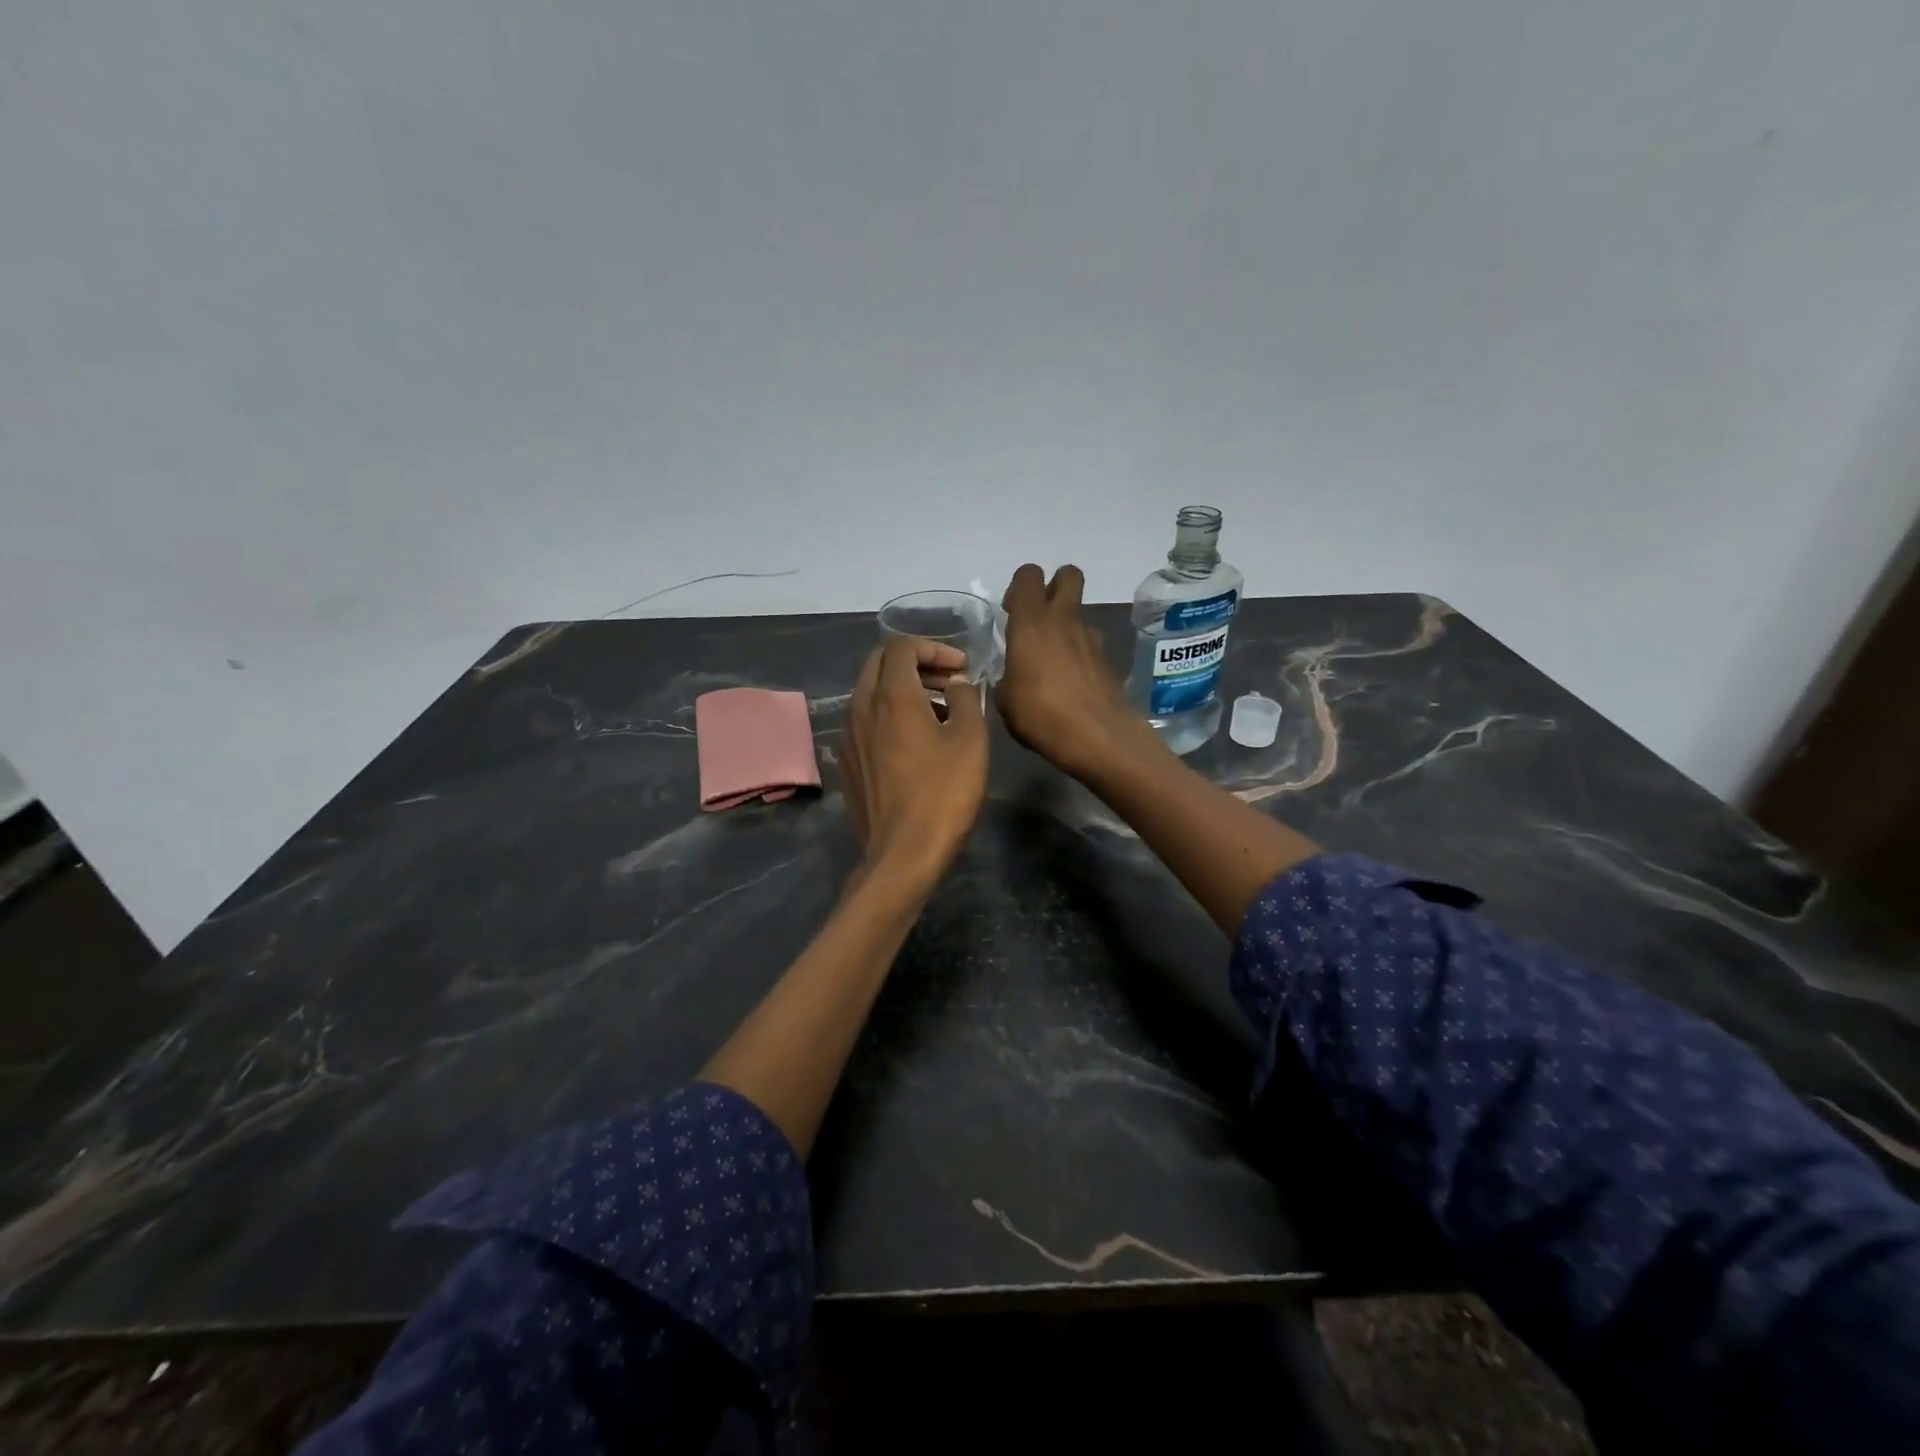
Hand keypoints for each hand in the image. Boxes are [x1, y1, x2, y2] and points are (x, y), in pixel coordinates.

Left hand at [842, 637, 989, 877]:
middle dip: (917, 663)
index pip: (902, 646)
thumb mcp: (970, 739)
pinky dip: (889, 716)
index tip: (962, 669)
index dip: (935, 648)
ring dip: (903, 690)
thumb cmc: (943, 792)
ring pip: (871, 693)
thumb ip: (964, 698)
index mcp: (890, 695)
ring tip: (939, 712)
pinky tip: (914, 743)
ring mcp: (847, 736)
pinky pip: (865, 722)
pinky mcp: (846, 762)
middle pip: (881, 663)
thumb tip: (955, 683)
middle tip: (949, 682)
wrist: (903, 852)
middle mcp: (860, 707)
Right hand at [995, 564, 1154, 778]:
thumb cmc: (1041, 715)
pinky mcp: (1108, 659)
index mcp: (1032, 622)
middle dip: (1054, 585)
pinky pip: (1089, 645)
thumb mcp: (1005, 700)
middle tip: (1038, 617)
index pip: (1028, 575)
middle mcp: (1064, 620)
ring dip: (1066, 626)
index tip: (1011, 612)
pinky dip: (1079, 655)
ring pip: (1079, 613)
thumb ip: (1005, 677)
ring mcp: (1091, 638)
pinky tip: (1069, 684)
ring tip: (1051, 662)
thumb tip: (1010, 677)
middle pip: (1068, 575)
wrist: (1098, 737)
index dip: (1019, 587)